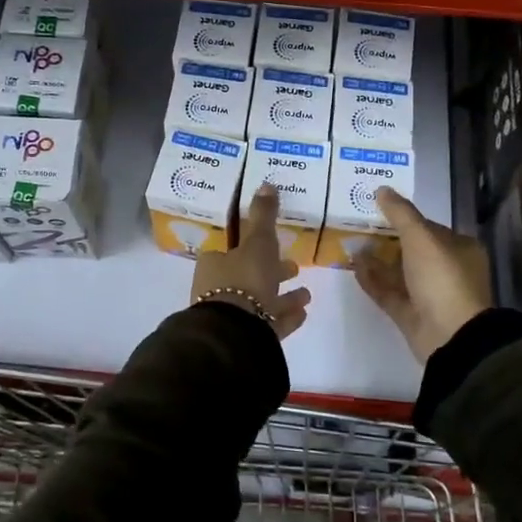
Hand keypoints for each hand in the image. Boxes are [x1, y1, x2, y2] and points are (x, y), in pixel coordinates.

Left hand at [190, 184, 311, 337]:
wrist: (235, 333)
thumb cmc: (244, 279)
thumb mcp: (258, 242)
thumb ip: (263, 216)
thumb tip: (266, 183)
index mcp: (214, 264)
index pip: (231, 250)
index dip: (252, 246)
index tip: (274, 244)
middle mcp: (218, 289)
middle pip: (248, 276)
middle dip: (273, 272)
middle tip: (294, 267)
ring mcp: (232, 317)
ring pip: (261, 301)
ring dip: (283, 297)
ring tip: (307, 294)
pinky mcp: (245, 338)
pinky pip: (269, 323)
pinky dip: (285, 316)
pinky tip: (303, 313)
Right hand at [354, 188, 491, 362]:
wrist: (451, 336)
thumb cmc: (442, 278)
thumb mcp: (421, 238)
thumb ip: (400, 213)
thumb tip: (382, 189)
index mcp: (459, 249)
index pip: (429, 228)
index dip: (404, 218)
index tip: (376, 209)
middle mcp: (446, 270)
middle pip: (412, 250)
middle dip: (386, 239)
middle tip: (357, 225)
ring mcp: (429, 295)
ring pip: (398, 272)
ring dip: (376, 259)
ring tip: (350, 244)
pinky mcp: (411, 314)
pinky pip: (388, 292)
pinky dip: (372, 279)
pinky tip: (353, 266)